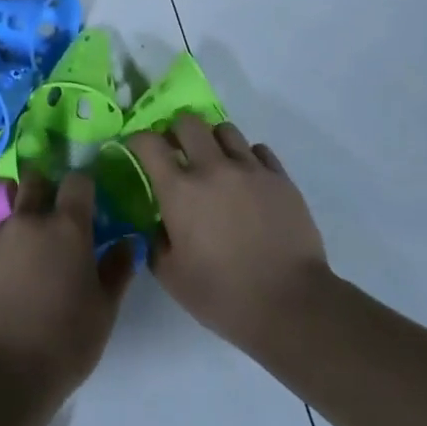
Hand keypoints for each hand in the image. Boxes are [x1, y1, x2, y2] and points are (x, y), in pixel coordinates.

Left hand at [0, 170, 133, 405]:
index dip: (85, 185)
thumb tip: (126, 242)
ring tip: (37, 261)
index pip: (77, 181)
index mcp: (67, 227)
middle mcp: (29, 221)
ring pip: (15, 214)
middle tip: (59, 218)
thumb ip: (117, 270)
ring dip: (27, 225)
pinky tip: (14, 284)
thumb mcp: (103, 311)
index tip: (91, 201)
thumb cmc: (63, 342)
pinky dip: (9, 251)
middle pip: (36, 182)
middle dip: (47, 188)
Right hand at [127, 114, 329, 349]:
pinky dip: (247, 157)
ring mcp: (251, 169)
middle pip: (188, 122)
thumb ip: (155, 241)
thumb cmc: (222, 294)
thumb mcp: (171, 276)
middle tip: (176, 152)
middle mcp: (213, 168)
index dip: (137, 140)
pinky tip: (246, 179)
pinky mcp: (281, 178)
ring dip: (212, 141)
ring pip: (225, 130)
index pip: (149, 143)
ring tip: (214, 163)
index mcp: (180, 190)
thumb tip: (158, 223)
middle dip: (175, 131)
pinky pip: (259, 150)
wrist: (290, 303)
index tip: (136, 149)